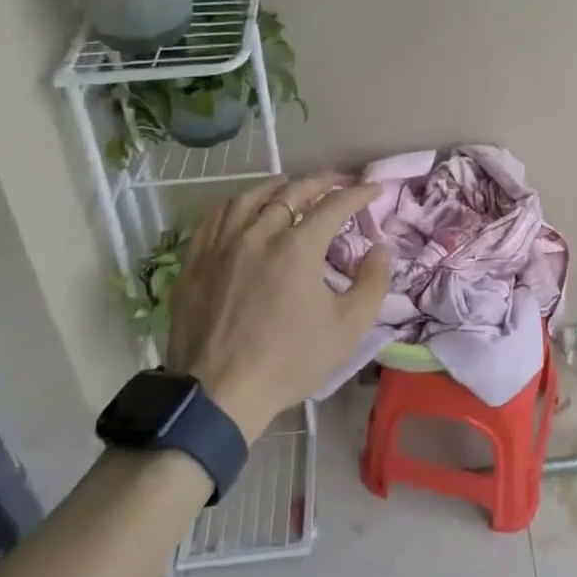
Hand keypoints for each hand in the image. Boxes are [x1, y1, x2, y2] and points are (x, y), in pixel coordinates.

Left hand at [166, 175, 391, 440]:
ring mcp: (222, 244)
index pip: (335, 205)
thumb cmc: (288, 361)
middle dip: (321, 182)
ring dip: (277, 186)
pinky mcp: (196, 260)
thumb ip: (372, 283)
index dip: (358, 193)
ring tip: (290, 186)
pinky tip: (242, 209)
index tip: (373, 189)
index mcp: (298, 246)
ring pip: (250, 196)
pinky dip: (236, 204)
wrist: (218, 394)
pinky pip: (216, 217)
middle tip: (337, 182)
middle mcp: (259, 232)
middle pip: (293, 191)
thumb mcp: (348, 328)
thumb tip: (380, 250)